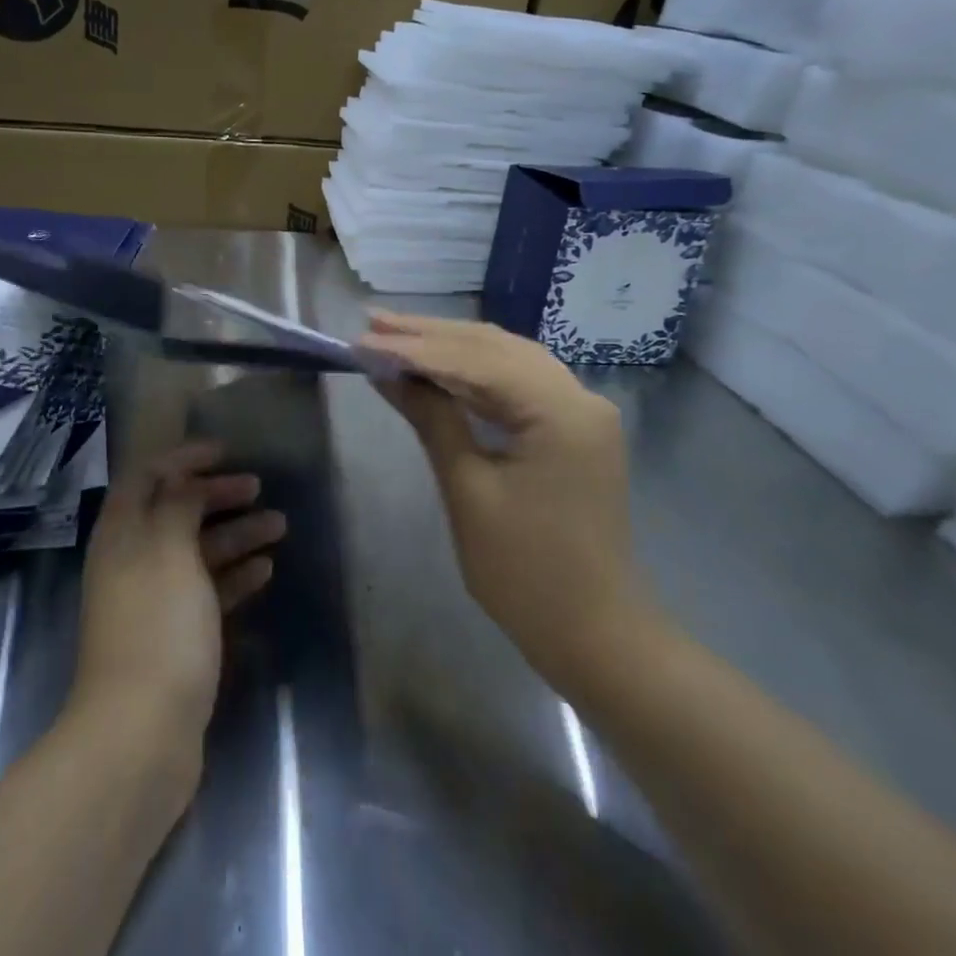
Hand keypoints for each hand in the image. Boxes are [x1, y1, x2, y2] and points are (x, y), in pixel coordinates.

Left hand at [71, 443, 285, 761]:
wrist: (141, 733)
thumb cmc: (158, 627)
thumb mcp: (168, 550)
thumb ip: (178, 505)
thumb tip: (185, 480)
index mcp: (122, 534)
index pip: (148, 477)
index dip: (184, 458)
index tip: (226, 451)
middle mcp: (132, 561)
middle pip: (174, 512)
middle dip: (215, 494)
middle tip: (259, 487)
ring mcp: (153, 602)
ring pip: (196, 552)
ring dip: (235, 534)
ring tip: (280, 526)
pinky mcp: (174, 637)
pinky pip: (206, 591)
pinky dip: (233, 575)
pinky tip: (264, 570)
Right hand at [360, 312, 652, 688]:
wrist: (594, 632)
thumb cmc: (525, 572)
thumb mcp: (468, 491)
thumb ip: (432, 419)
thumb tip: (388, 372)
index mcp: (561, 411)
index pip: (476, 360)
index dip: (414, 349)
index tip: (362, 341)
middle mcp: (580, 396)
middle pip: (496, 347)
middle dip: (431, 335)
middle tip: (373, 323)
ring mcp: (581, 411)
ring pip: (508, 360)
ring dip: (451, 348)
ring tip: (395, 335)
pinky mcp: (573, 430)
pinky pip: (519, 386)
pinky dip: (475, 375)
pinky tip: (439, 368)